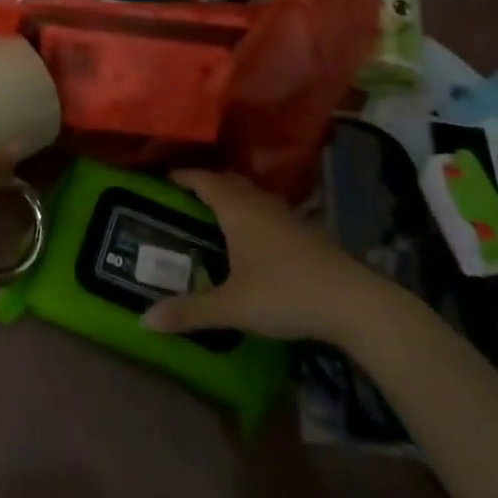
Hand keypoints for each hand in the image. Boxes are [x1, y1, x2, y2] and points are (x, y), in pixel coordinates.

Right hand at [141, 170, 394, 342]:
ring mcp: (285, 213)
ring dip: (231, 198)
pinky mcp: (304, 229)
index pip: (202, 179)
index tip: (163, 179)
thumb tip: (144, 320)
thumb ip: (189, 312)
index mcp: (236, 208)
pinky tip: (252, 239)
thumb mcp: (232, 307)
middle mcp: (258, 201)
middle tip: (183, 200)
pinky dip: (251, 214)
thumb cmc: (284, 293)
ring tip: (214, 216)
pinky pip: (267, 210)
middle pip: (227, 181)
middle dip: (205, 185)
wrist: (353, 301)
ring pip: (250, 195)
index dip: (182, 176)